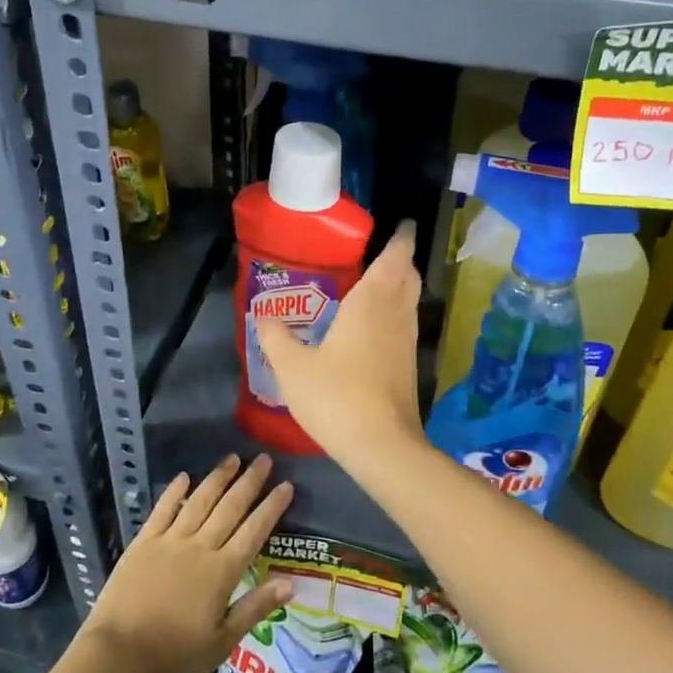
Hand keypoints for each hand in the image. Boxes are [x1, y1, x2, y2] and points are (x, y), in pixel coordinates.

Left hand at [80, 453, 292, 672]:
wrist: (117, 656)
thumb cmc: (173, 657)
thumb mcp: (221, 643)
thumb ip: (254, 608)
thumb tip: (290, 584)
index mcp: (222, 572)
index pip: (254, 532)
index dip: (271, 508)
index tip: (286, 485)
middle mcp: (199, 547)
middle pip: (230, 508)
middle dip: (249, 482)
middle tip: (264, 459)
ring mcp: (169, 541)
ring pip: (199, 501)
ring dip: (217, 478)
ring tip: (232, 458)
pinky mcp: (143, 543)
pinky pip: (162, 510)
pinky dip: (174, 492)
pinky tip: (184, 477)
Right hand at [255, 221, 425, 468]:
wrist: (382, 447)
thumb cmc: (337, 397)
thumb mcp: (292, 367)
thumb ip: (276, 338)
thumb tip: (263, 316)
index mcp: (371, 303)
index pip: (394, 259)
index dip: (400, 239)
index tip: (403, 225)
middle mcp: (395, 316)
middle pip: (408, 278)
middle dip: (400, 261)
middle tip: (382, 253)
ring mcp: (406, 343)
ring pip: (409, 302)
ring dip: (399, 287)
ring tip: (376, 284)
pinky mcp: (408, 367)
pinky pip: (404, 325)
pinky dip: (395, 313)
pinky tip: (373, 327)